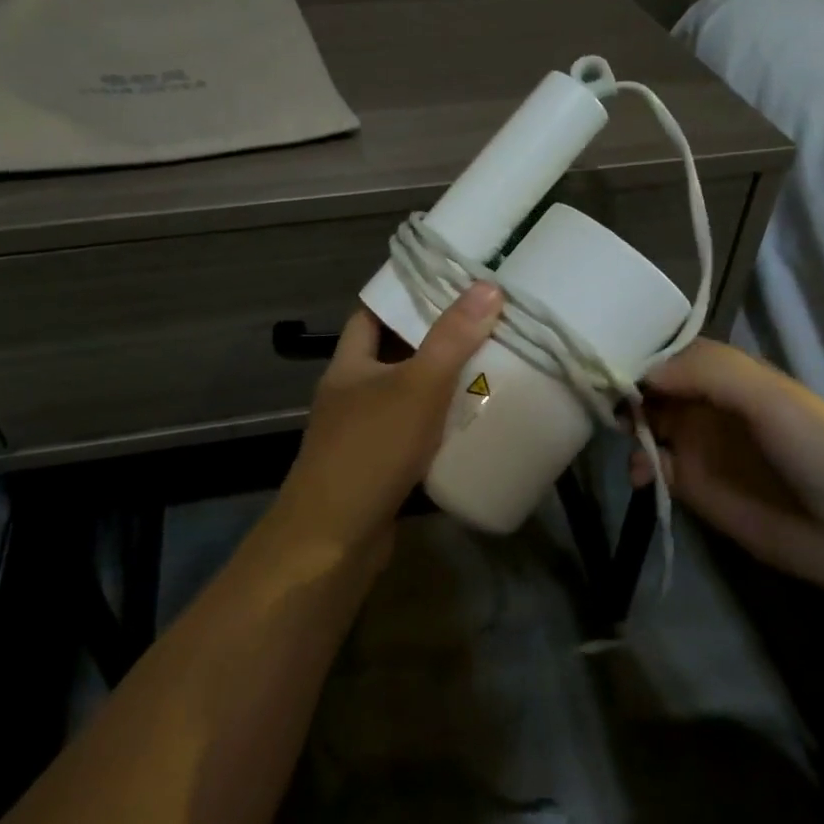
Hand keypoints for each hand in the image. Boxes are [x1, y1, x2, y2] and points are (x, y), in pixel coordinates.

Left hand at [278, 282, 503, 550]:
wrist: (333, 540)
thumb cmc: (370, 450)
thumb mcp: (416, 386)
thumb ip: (451, 339)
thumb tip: (487, 286)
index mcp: (349, 363)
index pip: (373, 312)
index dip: (405, 294)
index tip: (449, 282)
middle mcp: (352, 392)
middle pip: (395, 353)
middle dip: (435, 340)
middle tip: (484, 323)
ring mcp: (364, 432)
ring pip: (408, 395)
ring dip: (441, 385)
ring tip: (490, 364)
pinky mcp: (380, 467)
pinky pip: (416, 434)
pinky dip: (440, 426)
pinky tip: (474, 423)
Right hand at [633, 340, 823, 614]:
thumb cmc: (822, 452)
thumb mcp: (772, 397)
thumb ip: (709, 372)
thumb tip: (644, 372)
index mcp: (729, 375)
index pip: (673, 351)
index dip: (642, 351)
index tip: (608, 357)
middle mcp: (708, 403)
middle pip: (653, 385)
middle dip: (625, 386)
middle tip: (599, 394)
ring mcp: (698, 444)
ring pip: (645, 422)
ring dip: (626, 423)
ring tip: (621, 433)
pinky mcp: (692, 485)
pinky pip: (652, 465)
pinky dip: (638, 463)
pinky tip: (641, 472)